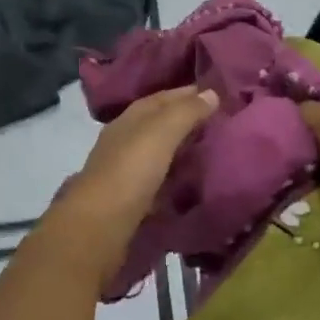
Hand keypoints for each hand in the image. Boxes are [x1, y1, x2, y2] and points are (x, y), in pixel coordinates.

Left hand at [44, 86, 218, 289]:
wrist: (99, 226)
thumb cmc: (130, 172)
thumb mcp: (161, 133)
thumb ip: (185, 112)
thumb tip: (211, 93)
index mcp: (128, 120)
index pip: (160, 98)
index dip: (187, 93)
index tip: (217, 93)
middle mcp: (122, 141)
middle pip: (157, 124)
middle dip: (184, 119)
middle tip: (220, 121)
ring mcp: (123, 172)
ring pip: (156, 152)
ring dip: (179, 148)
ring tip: (211, 149)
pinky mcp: (128, 200)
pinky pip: (157, 179)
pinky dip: (174, 175)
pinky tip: (191, 180)